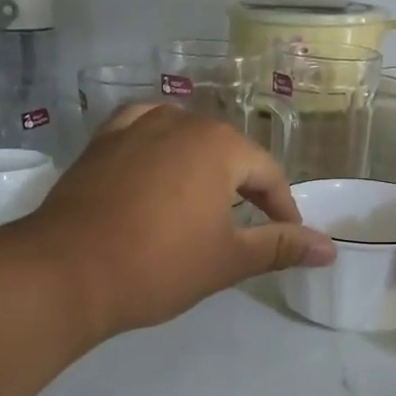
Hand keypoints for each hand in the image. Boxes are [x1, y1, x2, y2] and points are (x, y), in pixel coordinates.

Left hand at [21, 104, 334, 339]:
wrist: (66, 272)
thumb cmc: (158, 266)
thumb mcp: (227, 259)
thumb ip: (280, 246)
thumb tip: (329, 248)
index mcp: (219, 145)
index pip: (267, 174)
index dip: (282, 208)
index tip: (286, 237)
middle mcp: (180, 122)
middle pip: (227, 151)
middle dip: (242, 187)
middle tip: (244, 226)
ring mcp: (135, 126)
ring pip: (185, 137)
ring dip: (201, 165)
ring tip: (203, 199)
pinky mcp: (101, 141)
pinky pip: (141, 131)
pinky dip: (157, 146)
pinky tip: (156, 163)